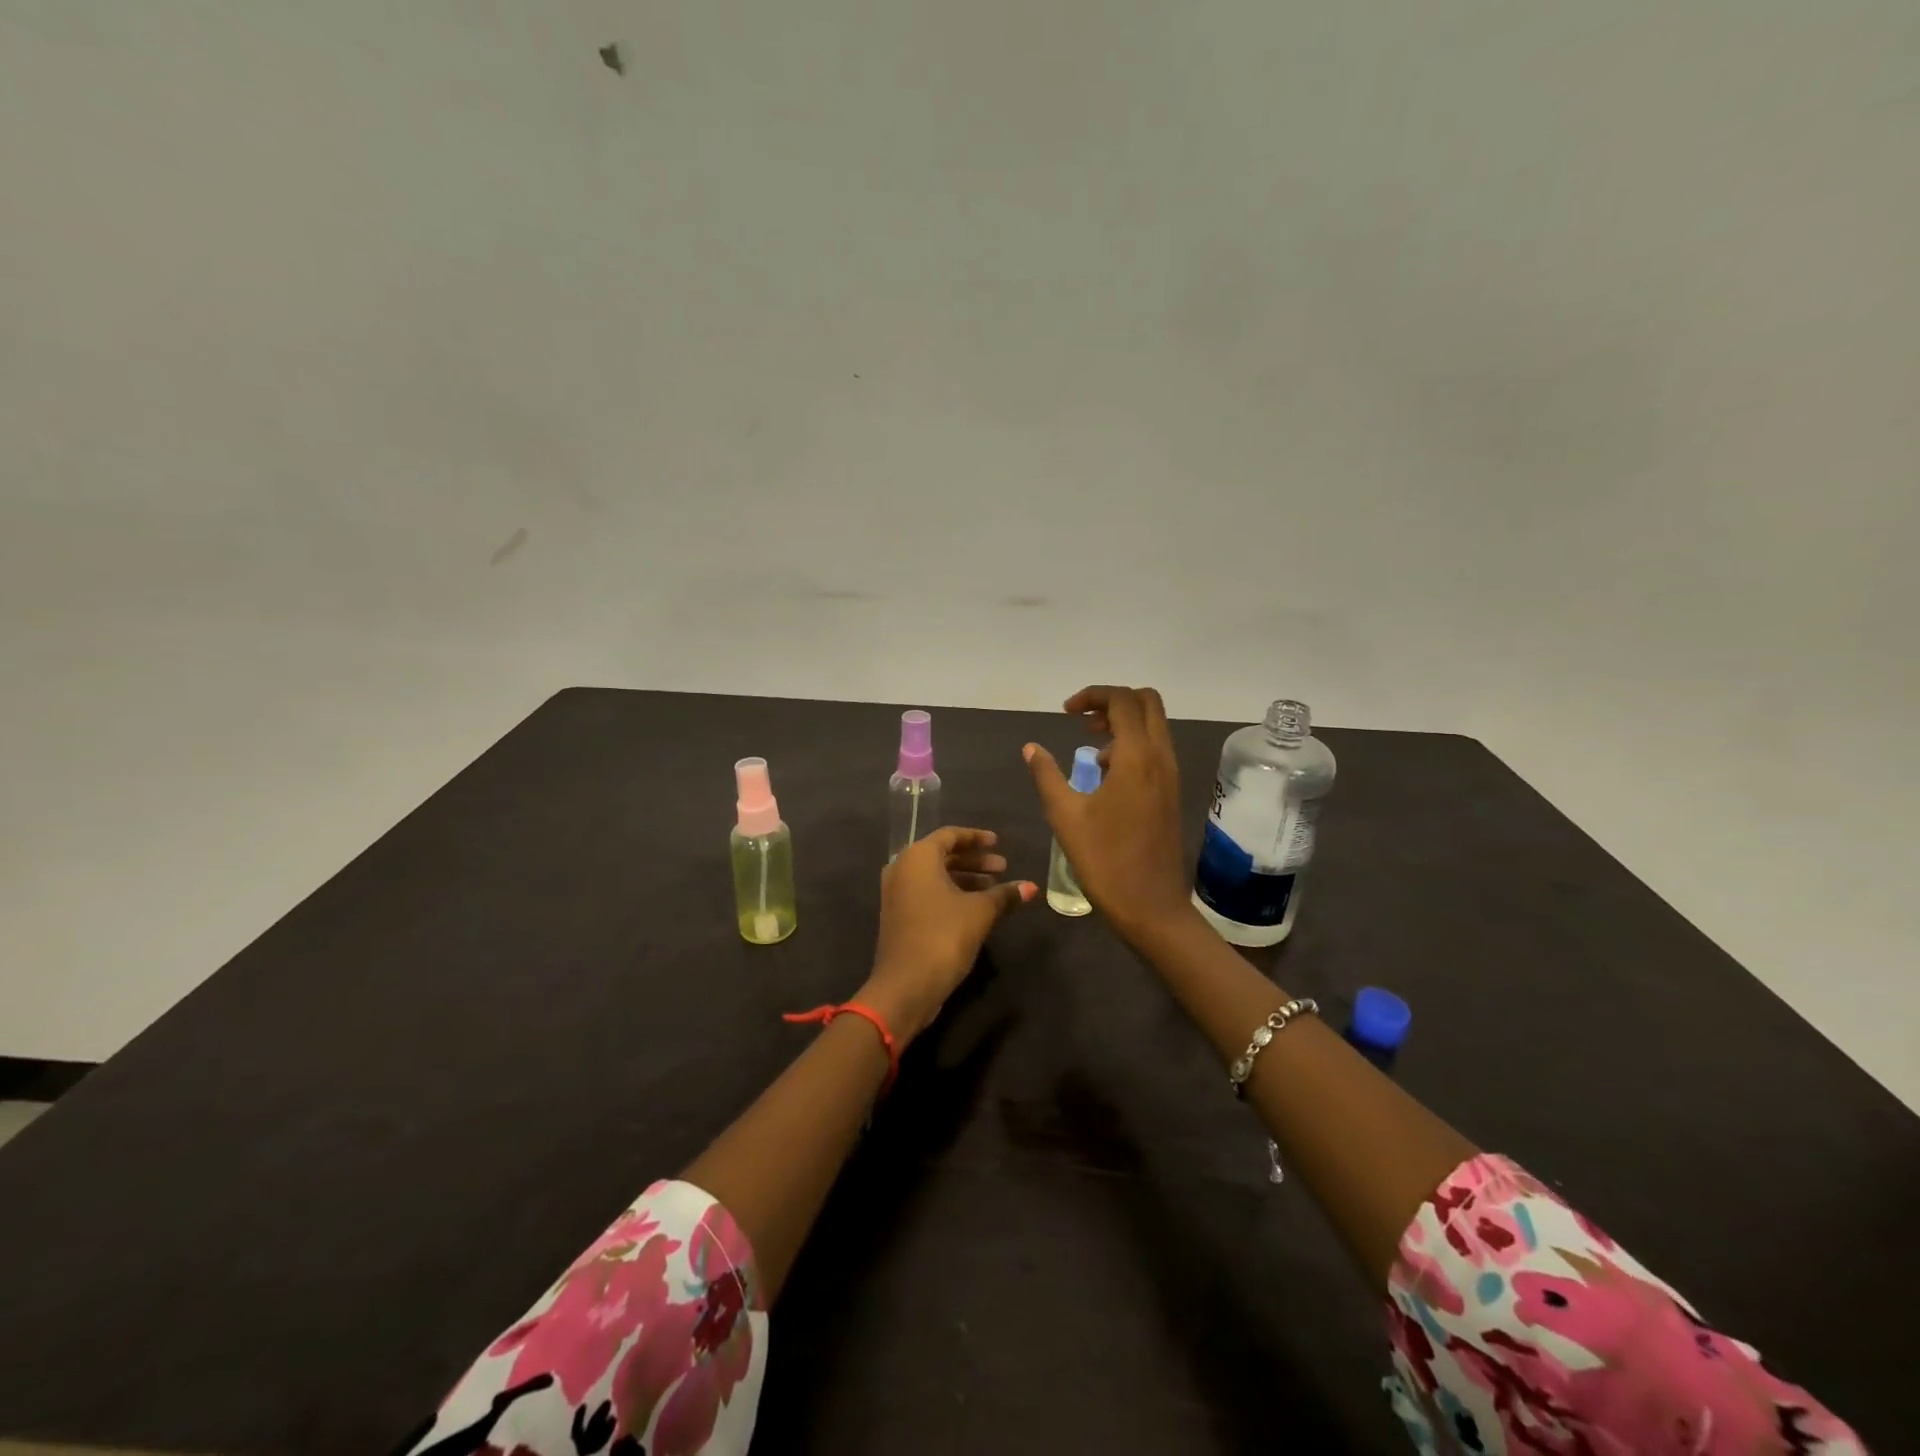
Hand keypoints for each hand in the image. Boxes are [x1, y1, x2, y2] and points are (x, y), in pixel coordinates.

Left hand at [862, 827, 1035, 1043]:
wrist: (906, 985)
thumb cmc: (944, 936)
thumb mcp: (980, 912)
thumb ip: (1005, 895)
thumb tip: (1031, 887)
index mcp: (918, 858)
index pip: (950, 835)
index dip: (976, 837)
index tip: (998, 843)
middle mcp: (902, 869)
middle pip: (942, 855)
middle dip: (974, 861)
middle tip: (1003, 867)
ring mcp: (897, 894)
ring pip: (935, 876)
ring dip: (965, 879)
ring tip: (995, 888)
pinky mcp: (899, 916)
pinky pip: (928, 893)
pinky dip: (951, 894)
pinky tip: (976, 907)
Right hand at [1023, 685, 1193, 943]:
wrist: (1150, 906)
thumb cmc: (1104, 859)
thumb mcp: (1065, 815)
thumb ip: (1046, 774)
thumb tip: (1031, 748)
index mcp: (1137, 756)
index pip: (1122, 701)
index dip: (1092, 696)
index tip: (1066, 713)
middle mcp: (1161, 757)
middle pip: (1147, 703)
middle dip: (1113, 702)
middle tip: (1082, 721)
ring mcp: (1171, 775)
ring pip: (1154, 726)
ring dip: (1124, 723)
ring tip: (1091, 748)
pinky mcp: (1172, 793)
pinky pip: (1156, 750)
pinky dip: (1133, 746)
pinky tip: (1107, 776)